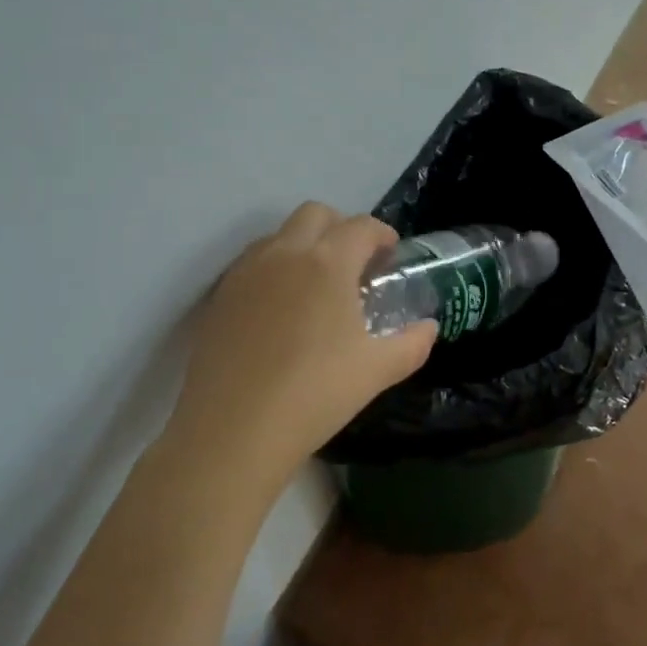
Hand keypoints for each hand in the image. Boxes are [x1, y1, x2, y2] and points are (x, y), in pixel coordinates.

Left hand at [169, 203, 436, 490]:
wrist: (232, 431)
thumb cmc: (314, 394)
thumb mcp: (377, 371)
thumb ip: (412, 343)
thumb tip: (428, 328)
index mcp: (328, 262)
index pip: (362, 226)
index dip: (382, 235)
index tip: (390, 255)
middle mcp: (284, 253)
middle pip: (315, 214)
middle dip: (341, 228)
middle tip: (355, 264)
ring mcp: (245, 272)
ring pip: (279, 235)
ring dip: (304, 245)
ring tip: (316, 286)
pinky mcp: (218, 297)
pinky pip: (252, 264)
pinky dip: (273, 269)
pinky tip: (280, 311)